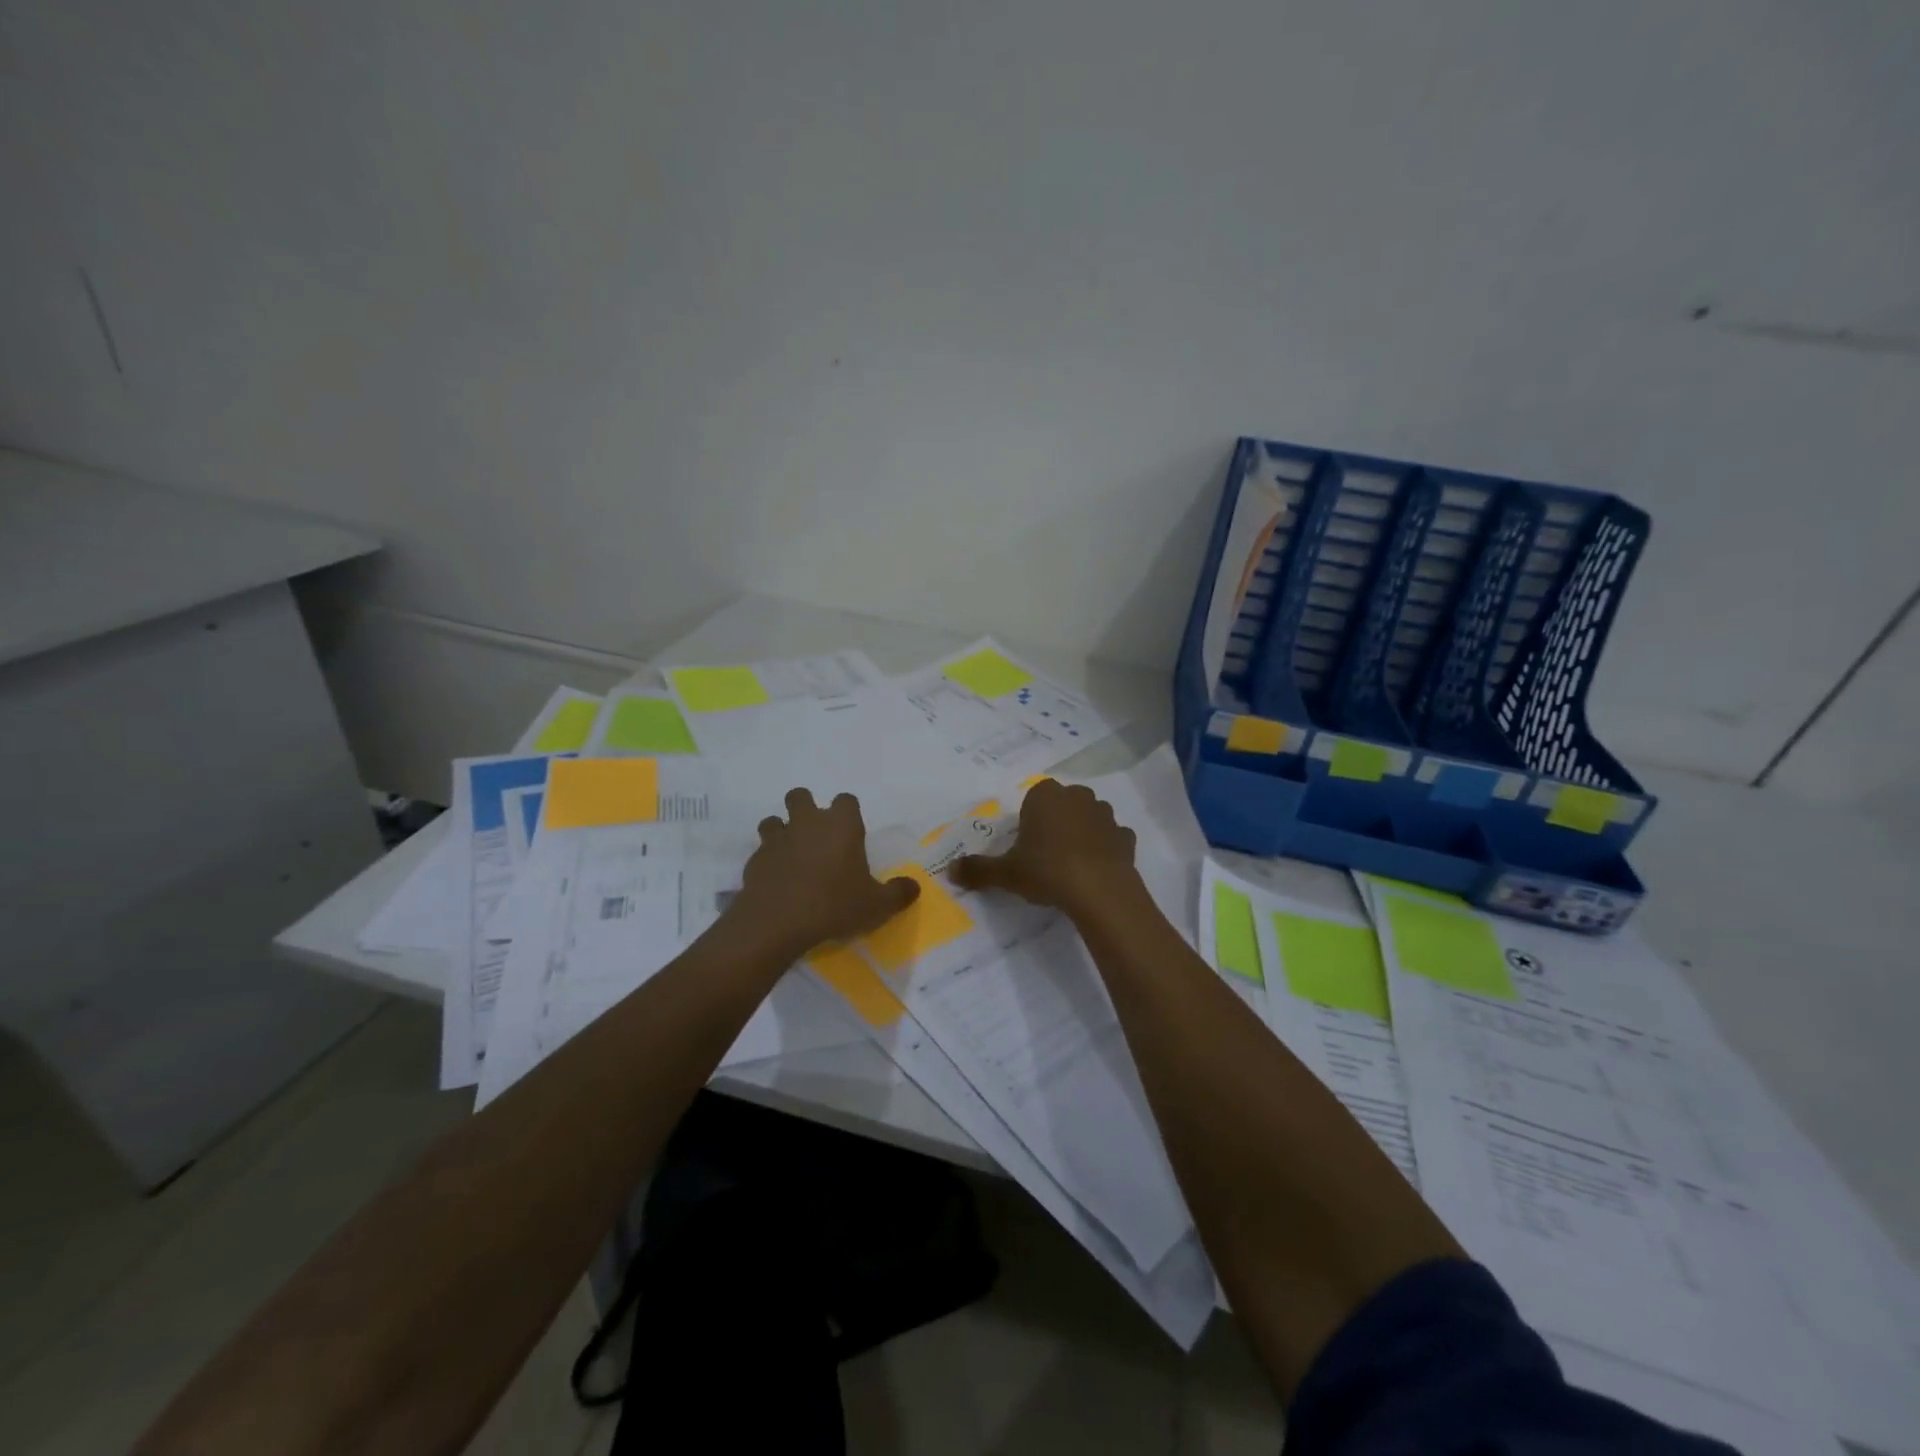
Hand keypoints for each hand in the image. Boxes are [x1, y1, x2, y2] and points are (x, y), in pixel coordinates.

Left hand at [731, 789, 919, 954]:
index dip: (848, 813)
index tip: (851, 833)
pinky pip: (761, 851)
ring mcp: (777, 839)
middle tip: (816, 837)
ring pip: (774, 820)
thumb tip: (913, 887)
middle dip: (806, 809)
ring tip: (792, 856)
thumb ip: (898, 893)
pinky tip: (776, 881)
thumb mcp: (877, 906)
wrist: (778, 922)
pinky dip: (768, 861)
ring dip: (781, 831)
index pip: (846, 800)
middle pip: (800, 796)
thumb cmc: (834, 905)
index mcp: (841, 825)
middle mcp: (807, 822)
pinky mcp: (755, 860)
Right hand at [950, 779, 1137, 917]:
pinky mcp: (1126, 837)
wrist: (1099, 891)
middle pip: (1064, 804)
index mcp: (1046, 796)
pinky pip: (1112, 838)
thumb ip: (978, 870)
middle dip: (1057, 821)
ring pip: (1090, 818)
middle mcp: (1078, 797)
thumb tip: (950, 871)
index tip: (1026, 844)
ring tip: (1071, 863)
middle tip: (1046, 854)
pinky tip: (1096, 870)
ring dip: (1083, 832)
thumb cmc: (1047, 870)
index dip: (1030, 819)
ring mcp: (1106, 815)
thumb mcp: (1006, 873)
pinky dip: (1105, 849)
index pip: (1035, 796)